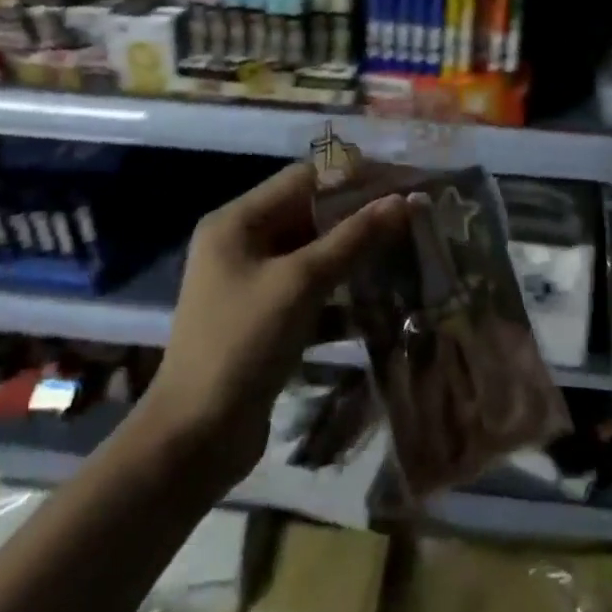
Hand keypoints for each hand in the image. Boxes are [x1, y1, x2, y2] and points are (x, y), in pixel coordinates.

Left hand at [138, 163, 404, 490]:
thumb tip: (404, 199)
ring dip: (357, 255)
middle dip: (361, 216)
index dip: (357, 176)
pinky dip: (343, 294)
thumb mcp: (301, 283)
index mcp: (237, 222)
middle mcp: (242, 244)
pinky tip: (382, 302)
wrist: (197, 435)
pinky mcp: (266, 319)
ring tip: (407, 253)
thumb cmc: (243, 343)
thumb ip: (353, 238)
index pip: (306, 178)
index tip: (406, 181)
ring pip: (315, 254)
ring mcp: (253, 284)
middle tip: (413, 218)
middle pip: (311, 215)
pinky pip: (312, 291)